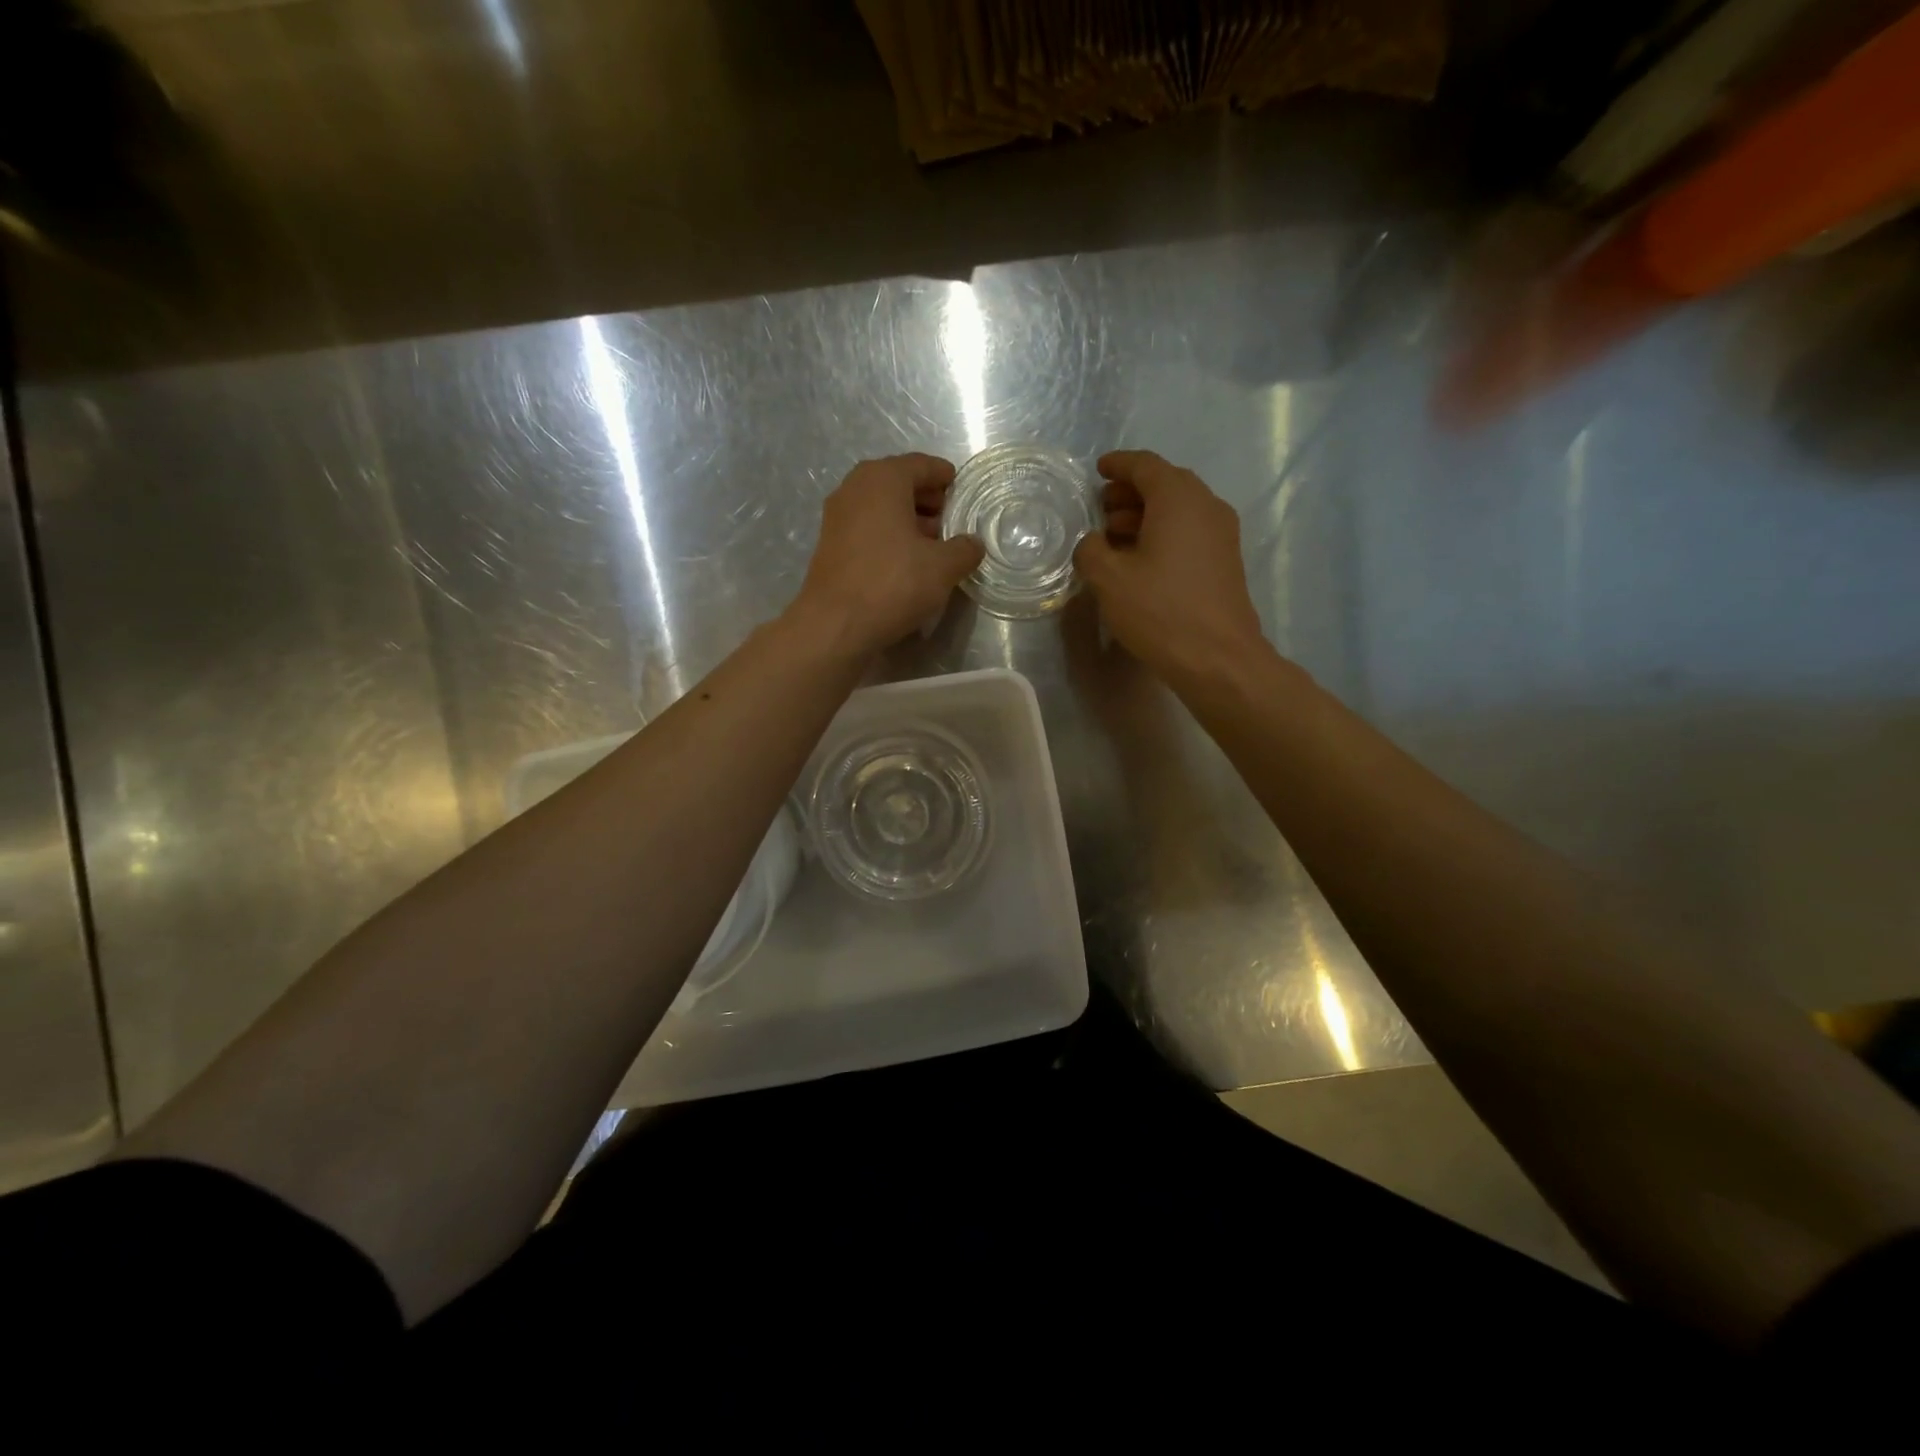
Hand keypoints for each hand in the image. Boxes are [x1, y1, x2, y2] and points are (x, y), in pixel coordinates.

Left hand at [787, 454, 984, 659]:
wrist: (835, 625)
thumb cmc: (893, 584)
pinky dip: (888, 536)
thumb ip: (964, 550)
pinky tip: (906, 562)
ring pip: (881, 508)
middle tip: (951, 522)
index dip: (945, 477)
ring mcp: (837, 516)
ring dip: (907, 520)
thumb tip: (973, 544)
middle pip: (899, 483)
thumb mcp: (943, 568)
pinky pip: (867, 529)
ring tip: (933, 545)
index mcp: (883, 479)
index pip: (921, 465)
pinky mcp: (830, 545)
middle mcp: (855, 488)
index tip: (960, 490)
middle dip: (927, 500)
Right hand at [1072, 450, 1267, 684]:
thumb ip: (1091, 550)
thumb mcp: (1108, 579)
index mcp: (1178, 499)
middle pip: (1165, 484)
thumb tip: (1093, 542)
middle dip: (1131, 492)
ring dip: (1146, 515)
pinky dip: (1163, 533)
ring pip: (1179, 510)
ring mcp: (1222, 534)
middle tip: (1101, 508)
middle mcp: (1206, 506)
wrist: (1218, 658)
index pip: (1145, 465)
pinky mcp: (1225, 561)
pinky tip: (1140, 560)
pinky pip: (1189, 532)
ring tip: (1114, 536)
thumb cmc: (1160, 611)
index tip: (1098, 470)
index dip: (1118, 465)